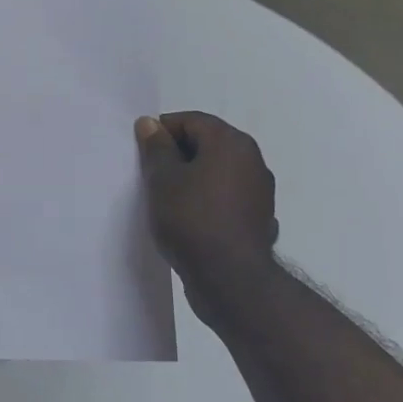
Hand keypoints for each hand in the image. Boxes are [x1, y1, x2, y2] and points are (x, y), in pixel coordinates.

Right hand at [136, 112, 280, 323]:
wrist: (230, 280)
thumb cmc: (192, 220)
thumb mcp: (162, 179)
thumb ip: (156, 147)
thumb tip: (149, 123)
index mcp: (231, 143)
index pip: (190, 121)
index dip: (162, 132)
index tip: (142, 154)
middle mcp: (252, 160)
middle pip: (207, 144)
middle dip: (177, 155)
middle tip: (151, 176)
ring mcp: (259, 191)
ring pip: (217, 172)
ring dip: (193, 178)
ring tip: (168, 200)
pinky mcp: (259, 218)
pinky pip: (227, 197)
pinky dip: (209, 200)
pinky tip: (192, 220)